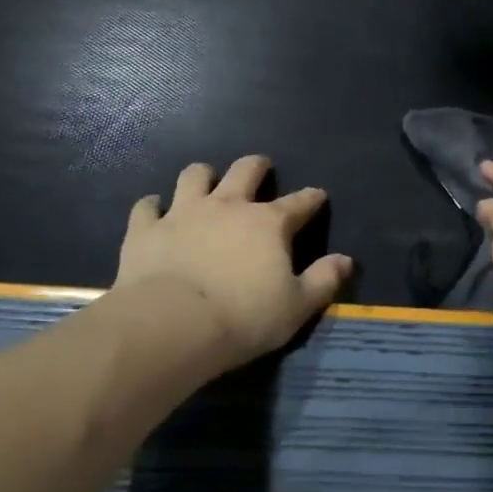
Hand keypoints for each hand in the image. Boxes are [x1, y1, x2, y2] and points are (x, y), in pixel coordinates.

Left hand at [115, 155, 351, 371]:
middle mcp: (228, 206)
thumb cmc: (243, 317)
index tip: (317, 196)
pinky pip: (146, 207)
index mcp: (269, 223)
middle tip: (260, 169)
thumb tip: (346, 260)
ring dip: (202, 177)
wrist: (171, 325)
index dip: (311, 198)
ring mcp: (184, 213)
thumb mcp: (296, 307)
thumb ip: (323, 280)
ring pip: (194, 176)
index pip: (299, 202)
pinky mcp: (146, 229)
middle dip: (257, 167)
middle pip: (245, 170)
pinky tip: (154, 211)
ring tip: (205, 183)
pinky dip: (152, 207)